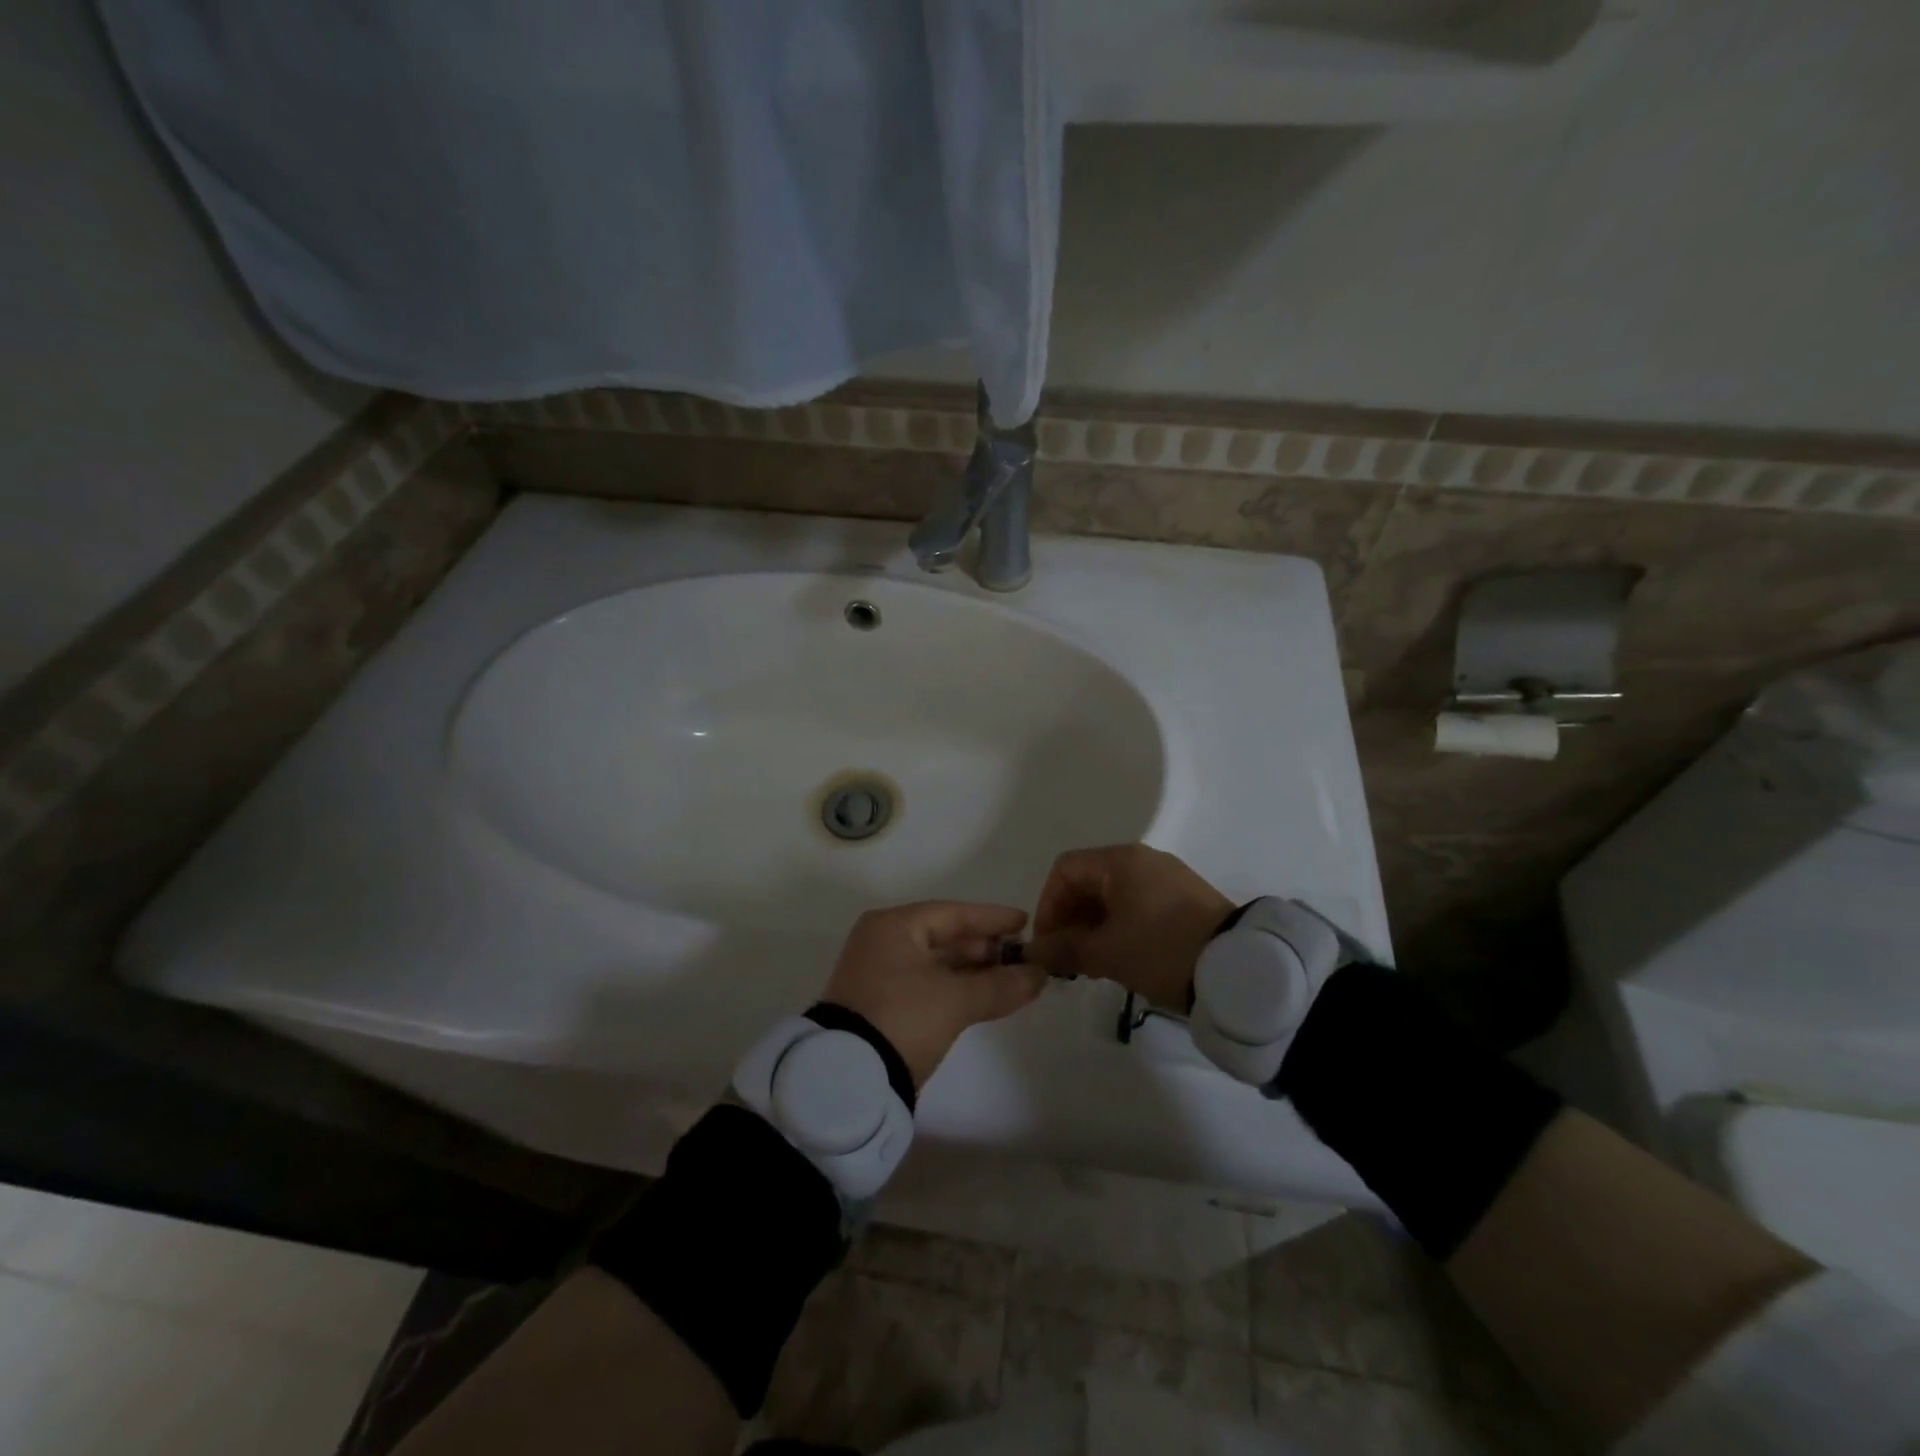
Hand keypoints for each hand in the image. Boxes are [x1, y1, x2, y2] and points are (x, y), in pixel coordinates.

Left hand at [821, 902, 1045, 1088]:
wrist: (849, 1079)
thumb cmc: (903, 1017)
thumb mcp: (956, 999)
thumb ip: (1000, 984)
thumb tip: (1040, 975)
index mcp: (894, 926)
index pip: (952, 914)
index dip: (991, 919)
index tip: (1024, 922)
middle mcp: (882, 942)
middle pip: (943, 937)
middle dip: (985, 948)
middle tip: (1022, 956)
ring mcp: (879, 975)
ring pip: (937, 964)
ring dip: (973, 971)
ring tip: (1012, 978)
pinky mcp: (881, 1005)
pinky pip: (928, 985)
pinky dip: (956, 989)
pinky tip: (984, 997)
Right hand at [1025, 845, 1232, 1010]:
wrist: (1238, 968)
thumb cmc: (1162, 950)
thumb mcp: (1107, 952)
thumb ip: (1064, 948)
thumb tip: (1035, 951)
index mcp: (1120, 861)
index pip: (1064, 870)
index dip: (1047, 905)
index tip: (1048, 944)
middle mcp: (1142, 860)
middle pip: (1088, 881)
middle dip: (1069, 919)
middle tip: (1066, 960)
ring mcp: (1166, 878)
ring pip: (1112, 896)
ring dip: (1092, 927)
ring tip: (1090, 964)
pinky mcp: (1184, 899)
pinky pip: (1136, 905)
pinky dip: (1118, 927)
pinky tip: (1120, 958)